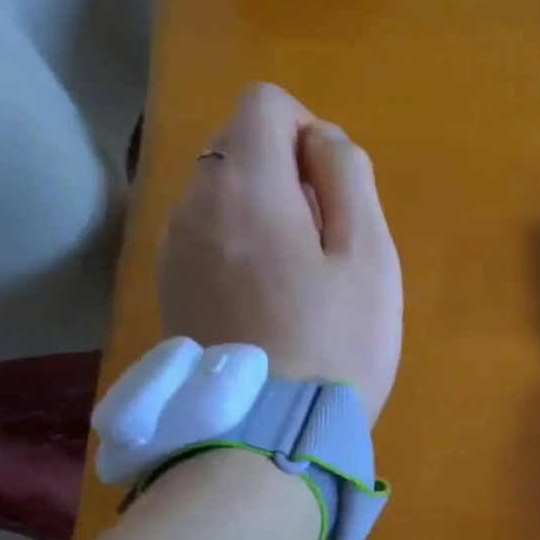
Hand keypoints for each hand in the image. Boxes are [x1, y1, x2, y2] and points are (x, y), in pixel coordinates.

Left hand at [158, 83, 402, 423]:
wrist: (267, 437)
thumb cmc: (335, 345)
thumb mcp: (369, 257)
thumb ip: (350, 179)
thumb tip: (324, 141)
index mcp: (246, 185)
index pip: (265, 102)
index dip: (310, 131)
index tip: (335, 191)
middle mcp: (194, 203)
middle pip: (239, 148)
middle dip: (288, 175)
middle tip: (326, 246)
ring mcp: (173, 250)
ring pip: (222, 196)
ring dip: (264, 215)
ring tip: (299, 283)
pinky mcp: (171, 290)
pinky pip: (208, 240)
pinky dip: (239, 249)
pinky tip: (267, 306)